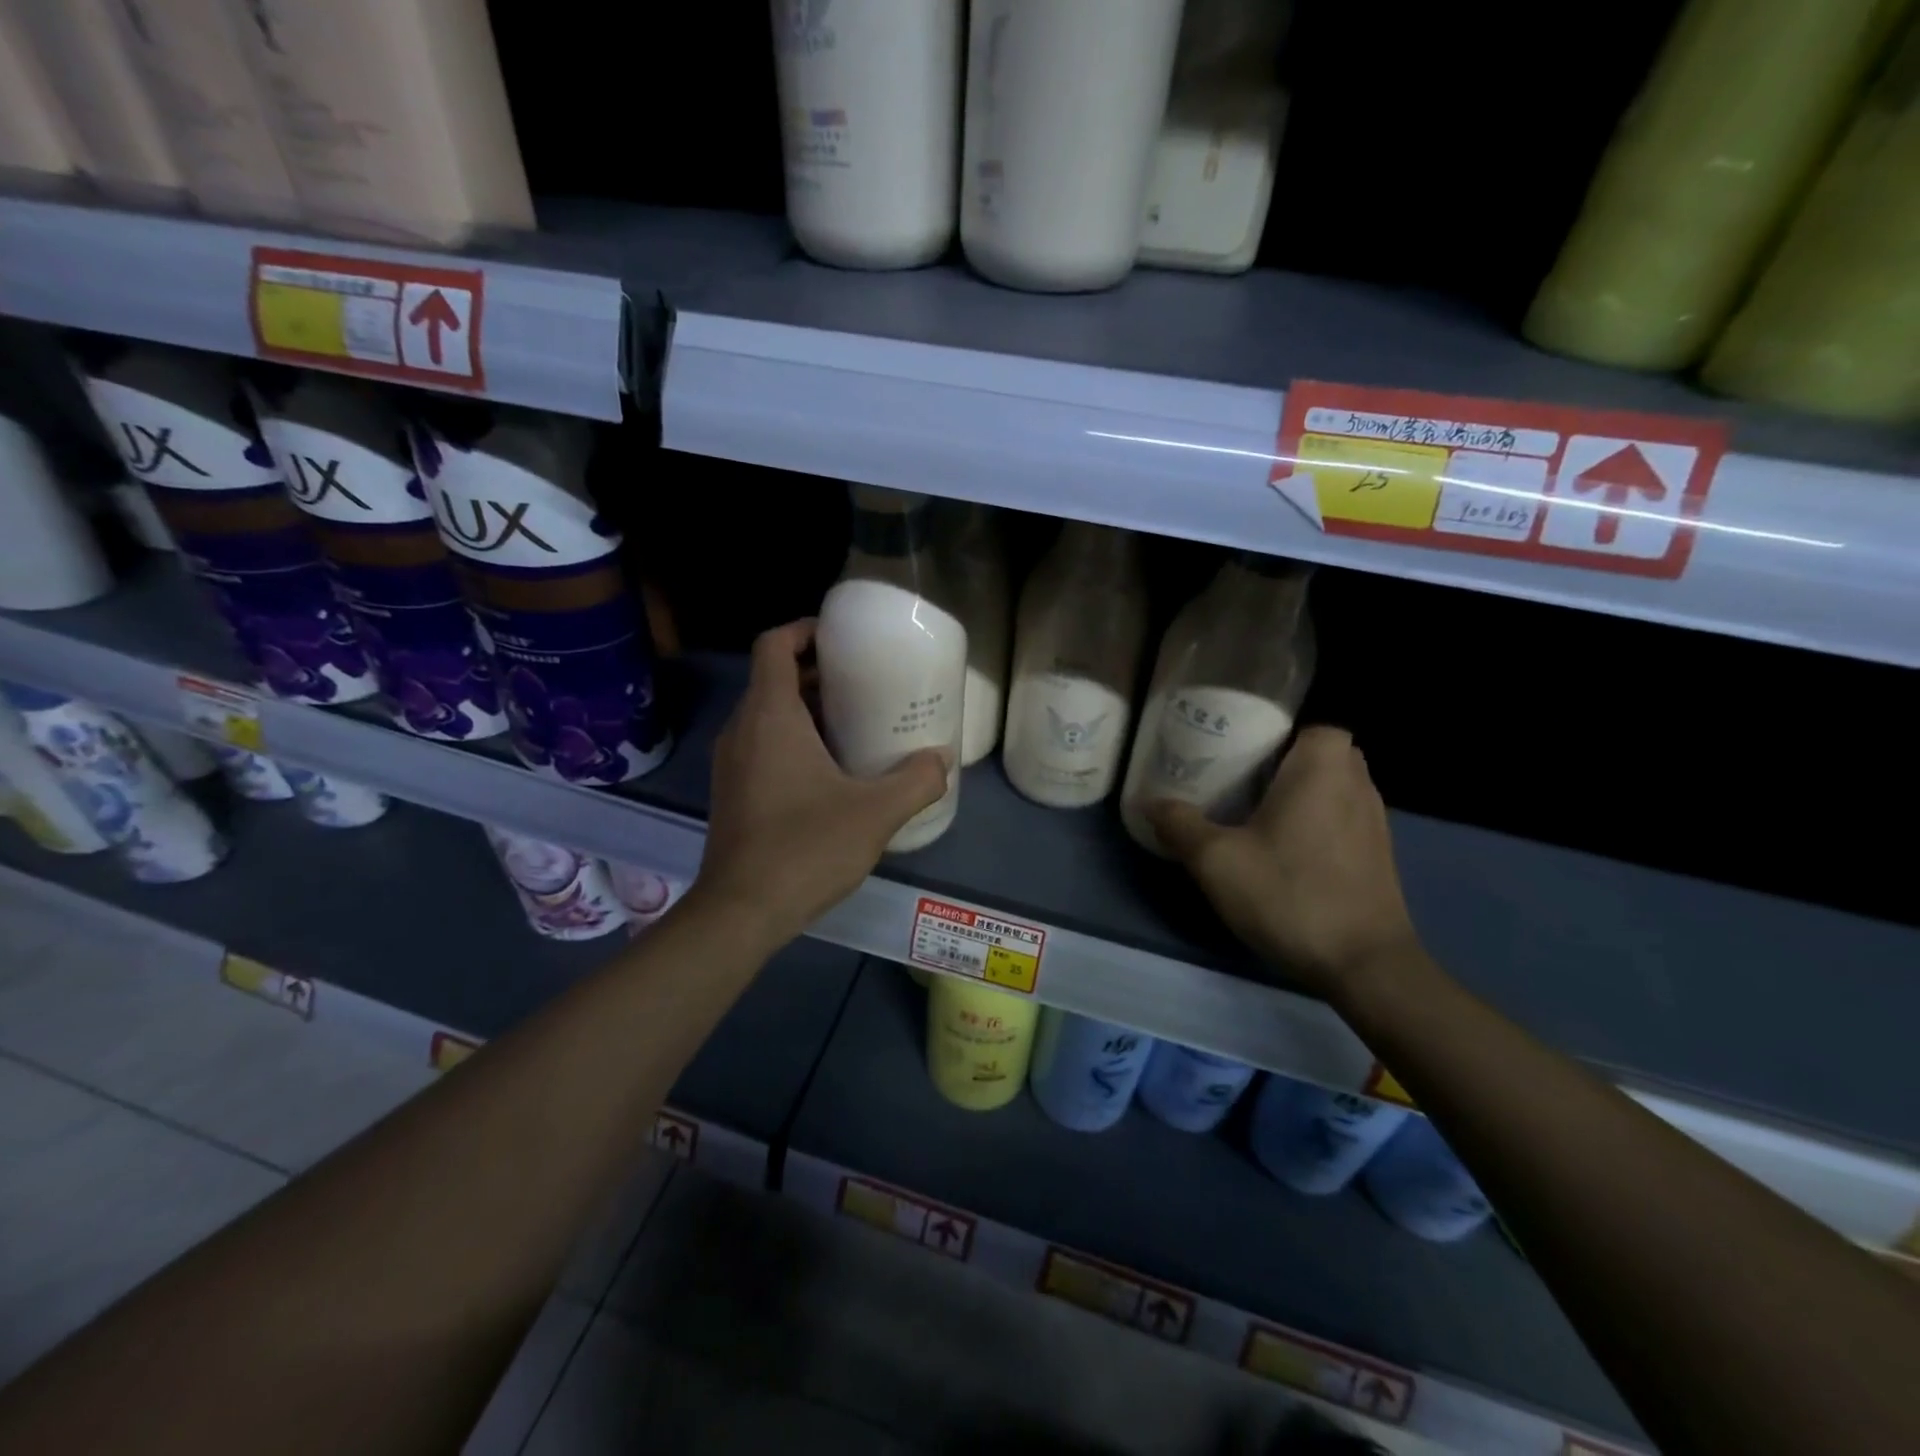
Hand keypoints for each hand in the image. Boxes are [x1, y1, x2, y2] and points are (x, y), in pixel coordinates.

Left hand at [693, 620, 947, 945]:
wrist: (741, 911)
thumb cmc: (805, 848)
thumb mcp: (875, 813)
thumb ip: (916, 781)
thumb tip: (942, 761)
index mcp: (770, 716)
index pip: (775, 644)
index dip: (806, 629)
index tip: (843, 638)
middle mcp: (742, 729)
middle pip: (774, 677)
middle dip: (818, 672)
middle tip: (866, 682)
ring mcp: (732, 762)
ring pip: (768, 713)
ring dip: (807, 708)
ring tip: (856, 722)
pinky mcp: (732, 790)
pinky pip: (762, 744)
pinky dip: (793, 739)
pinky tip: (831, 770)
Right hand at [1146, 727, 1420, 999]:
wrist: (1365, 965)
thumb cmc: (1290, 894)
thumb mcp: (1217, 861)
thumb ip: (1180, 825)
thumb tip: (1148, 801)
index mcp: (1323, 769)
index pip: (1313, 726)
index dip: (1280, 733)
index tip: (1243, 752)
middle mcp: (1358, 785)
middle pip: (1323, 754)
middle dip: (1286, 762)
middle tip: (1241, 780)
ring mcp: (1375, 822)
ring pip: (1336, 788)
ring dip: (1303, 794)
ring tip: (1257, 814)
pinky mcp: (1379, 857)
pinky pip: (1344, 819)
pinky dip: (1318, 823)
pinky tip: (1286, 851)